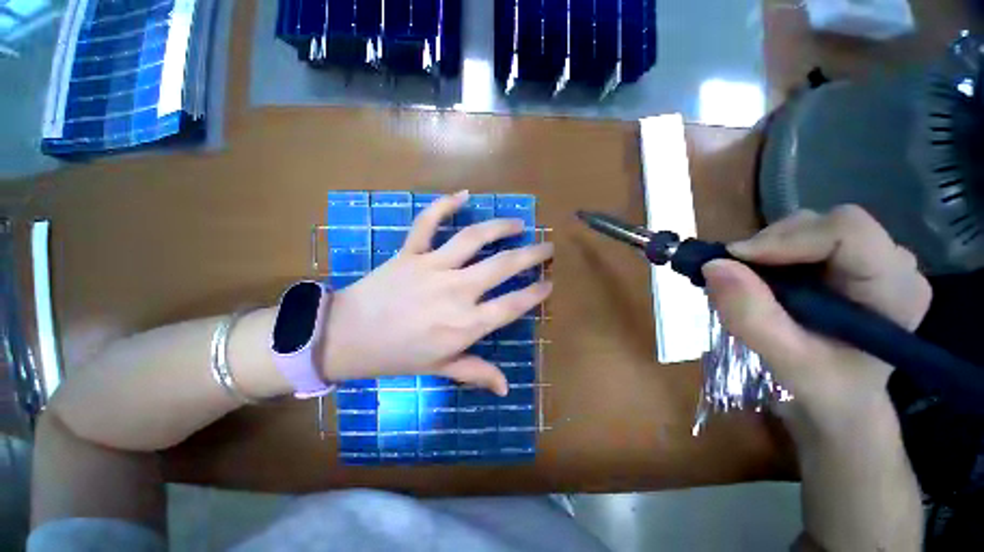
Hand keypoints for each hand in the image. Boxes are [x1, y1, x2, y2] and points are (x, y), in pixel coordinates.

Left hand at [322, 191, 552, 395]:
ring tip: (517, 223)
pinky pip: (428, 222)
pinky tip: (462, 194)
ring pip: (473, 238)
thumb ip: (476, 373)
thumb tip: (506, 388)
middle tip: (547, 246)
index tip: (548, 282)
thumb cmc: (397, 356)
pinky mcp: (410, 252)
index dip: (535, 292)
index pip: (512, 304)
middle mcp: (456, 291)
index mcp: (466, 323)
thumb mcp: (441, 368)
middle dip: (532, 254)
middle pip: (503, 266)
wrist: (347, 337)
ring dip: (500, 227)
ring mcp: (433, 267)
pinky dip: (444, 205)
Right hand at [701, 206, 931, 433]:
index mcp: (895, 288)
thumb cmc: (824, 387)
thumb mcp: (785, 360)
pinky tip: (763, 282)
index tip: (735, 260)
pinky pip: (802, 239)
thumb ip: (751, 316)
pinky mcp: (849, 260)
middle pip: (823, 224)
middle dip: (770, 246)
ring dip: (767, 251)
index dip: (786, 238)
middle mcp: (892, 263)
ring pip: (808, 228)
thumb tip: (713, 265)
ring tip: (750, 284)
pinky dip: (770, 255)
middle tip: (737, 276)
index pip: (847, 231)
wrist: (840, 396)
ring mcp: (872, 258)